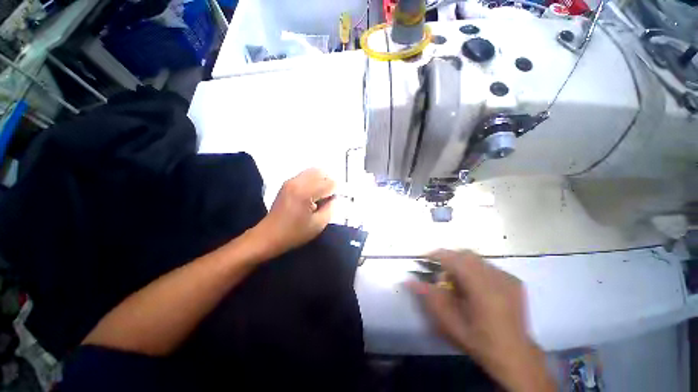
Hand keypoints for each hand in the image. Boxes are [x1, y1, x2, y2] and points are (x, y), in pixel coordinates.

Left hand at [251, 168, 335, 258]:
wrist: (268, 236)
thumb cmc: (294, 233)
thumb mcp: (318, 224)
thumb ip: (331, 208)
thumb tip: (334, 198)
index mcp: (305, 192)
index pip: (329, 183)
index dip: (336, 191)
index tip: (337, 200)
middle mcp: (297, 182)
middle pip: (321, 172)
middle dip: (329, 183)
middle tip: (330, 197)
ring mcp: (291, 181)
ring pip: (313, 171)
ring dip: (321, 180)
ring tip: (322, 195)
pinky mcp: (287, 183)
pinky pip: (306, 175)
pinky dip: (314, 180)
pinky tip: (313, 194)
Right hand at [408, 250, 554, 391]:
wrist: (515, 356)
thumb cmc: (479, 340)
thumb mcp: (449, 322)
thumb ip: (429, 297)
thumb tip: (409, 280)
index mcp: (481, 288)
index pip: (454, 259)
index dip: (437, 255)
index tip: (424, 258)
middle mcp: (496, 278)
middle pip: (465, 255)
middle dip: (449, 260)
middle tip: (442, 276)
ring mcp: (508, 278)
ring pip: (477, 259)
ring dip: (462, 265)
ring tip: (459, 284)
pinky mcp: (515, 281)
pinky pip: (488, 266)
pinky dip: (476, 270)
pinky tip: (476, 288)